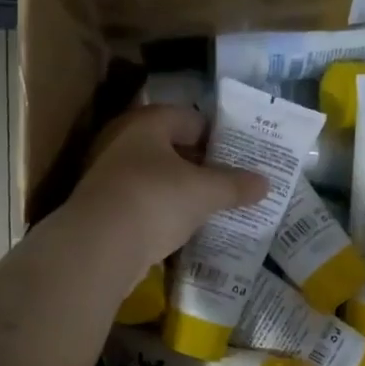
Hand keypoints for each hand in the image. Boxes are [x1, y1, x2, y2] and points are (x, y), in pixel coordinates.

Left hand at [71, 105, 268, 267]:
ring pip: (155, 179)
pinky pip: (142, 205)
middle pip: (171, 148)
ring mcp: (109, 177)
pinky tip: (180, 231)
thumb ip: (235, 186)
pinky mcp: (104, 209)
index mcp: (147, 122)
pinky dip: (161, 214)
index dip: (217, 137)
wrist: (99, 246)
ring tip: (209, 210)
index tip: (239, 159)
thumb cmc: (155, 200)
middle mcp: (124, 142)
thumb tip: (265, 183)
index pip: (190, 119)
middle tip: (228, 186)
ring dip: (180, 193)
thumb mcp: (204, 192)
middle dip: (199, 166)